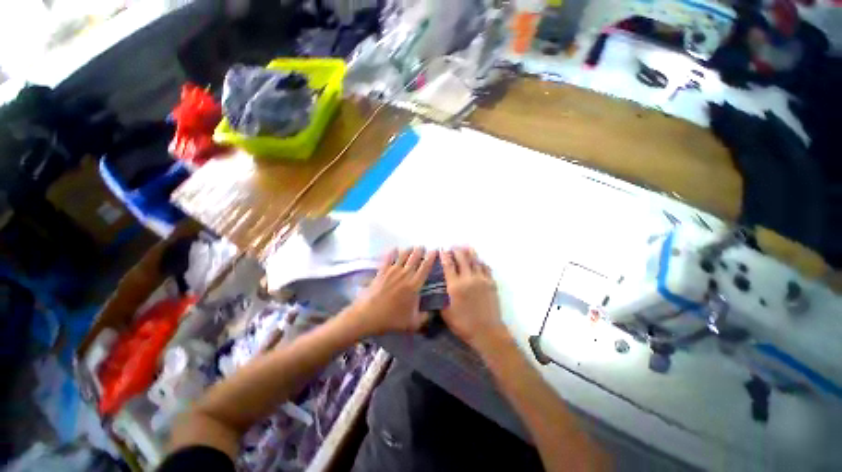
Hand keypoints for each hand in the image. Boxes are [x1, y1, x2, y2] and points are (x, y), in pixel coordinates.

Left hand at [344, 247, 435, 336]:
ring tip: (412, 247)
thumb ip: (425, 317)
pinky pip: (388, 258)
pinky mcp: (381, 271)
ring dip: (409, 250)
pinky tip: (394, 248)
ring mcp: (392, 271)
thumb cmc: (391, 319)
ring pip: (403, 255)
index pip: (425, 267)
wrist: (368, 315)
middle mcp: (405, 274)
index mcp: (414, 285)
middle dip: (420, 250)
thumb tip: (433, 312)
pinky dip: (392, 252)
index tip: (435, 251)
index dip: (431, 258)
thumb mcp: (412, 323)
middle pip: (414, 258)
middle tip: (423, 247)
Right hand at [439, 248, 508, 350]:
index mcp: (455, 286)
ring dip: (469, 253)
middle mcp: (468, 278)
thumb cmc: (464, 324)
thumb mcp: (446, 314)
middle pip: (462, 259)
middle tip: (453, 247)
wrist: (487, 331)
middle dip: (457, 251)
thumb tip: (437, 293)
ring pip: (475, 261)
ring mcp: (481, 279)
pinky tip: (479, 261)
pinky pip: (486, 268)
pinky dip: (481, 262)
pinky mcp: (491, 283)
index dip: (444, 256)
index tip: (442, 249)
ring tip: (466, 248)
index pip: (448, 265)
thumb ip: (441, 300)